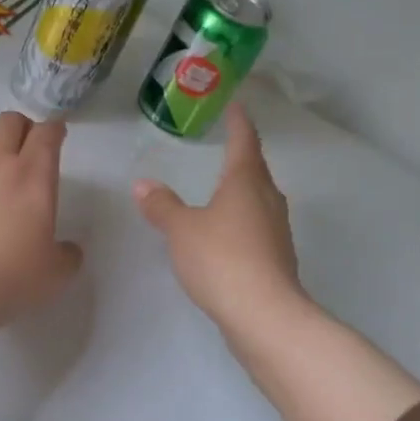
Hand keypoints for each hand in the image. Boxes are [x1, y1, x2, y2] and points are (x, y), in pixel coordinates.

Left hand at [0, 111, 83, 382]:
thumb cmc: (8, 278)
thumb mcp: (54, 275)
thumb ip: (67, 255)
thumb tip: (67, 249)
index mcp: (33, 176)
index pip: (47, 133)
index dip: (55, 130)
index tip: (57, 137)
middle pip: (9, 121)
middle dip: (22, 128)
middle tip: (26, 149)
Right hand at [134, 104, 303, 329]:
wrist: (264, 315)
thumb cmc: (222, 259)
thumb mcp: (182, 230)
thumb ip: (162, 206)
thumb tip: (143, 184)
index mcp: (246, 182)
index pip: (244, 141)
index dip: (238, 122)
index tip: (236, 105)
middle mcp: (267, 199)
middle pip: (256, 170)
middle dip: (242, 156)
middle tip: (226, 144)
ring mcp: (276, 230)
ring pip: (258, 199)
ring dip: (243, 189)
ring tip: (223, 187)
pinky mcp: (276, 258)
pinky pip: (257, 226)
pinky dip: (241, 219)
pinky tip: (227, 232)